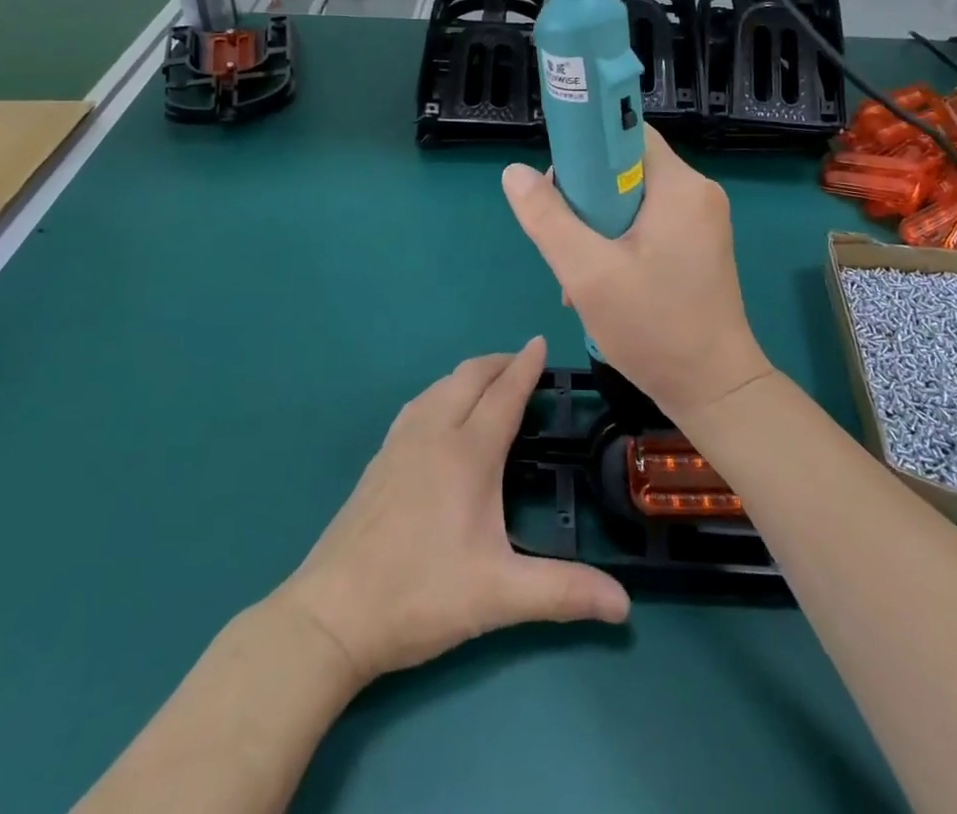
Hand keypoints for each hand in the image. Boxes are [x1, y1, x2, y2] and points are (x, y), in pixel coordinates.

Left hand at [279, 338, 628, 684]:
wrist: (331, 615)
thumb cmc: (420, 595)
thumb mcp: (499, 597)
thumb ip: (564, 593)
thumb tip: (625, 607)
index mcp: (468, 453)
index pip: (504, 394)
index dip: (526, 366)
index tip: (541, 341)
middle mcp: (434, 434)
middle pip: (469, 377)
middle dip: (499, 362)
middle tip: (524, 362)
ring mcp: (400, 443)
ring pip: (440, 386)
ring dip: (469, 374)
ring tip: (489, 383)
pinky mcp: (379, 460)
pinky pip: (418, 404)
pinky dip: (442, 391)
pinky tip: (439, 413)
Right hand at [501, 127, 773, 425]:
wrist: (715, 391)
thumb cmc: (654, 327)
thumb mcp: (588, 273)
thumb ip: (548, 219)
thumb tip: (513, 172)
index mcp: (680, 185)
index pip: (625, 133)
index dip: (585, 149)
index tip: (559, 188)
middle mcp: (697, 192)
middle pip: (625, 168)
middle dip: (586, 199)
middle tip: (564, 240)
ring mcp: (702, 221)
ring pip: (633, 200)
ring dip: (598, 227)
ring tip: (578, 271)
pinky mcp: (700, 247)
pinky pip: (650, 224)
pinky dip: (620, 242)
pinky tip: (602, 281)